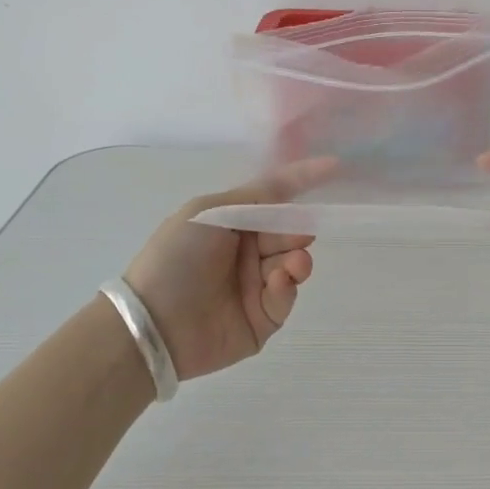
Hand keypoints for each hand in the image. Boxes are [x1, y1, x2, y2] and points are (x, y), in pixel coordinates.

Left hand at [123, 158, 336, 380]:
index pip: (275, 196)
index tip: (335, 166)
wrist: (154, 322)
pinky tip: (278, 282)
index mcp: (232, 222)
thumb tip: (297, 200)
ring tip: (293, 263)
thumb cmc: (177, 257)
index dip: (303, 180)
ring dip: (298, 260)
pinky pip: (286, 297)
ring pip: (294, 264)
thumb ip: (257, 197)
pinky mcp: (262, 320)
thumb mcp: (210, 211)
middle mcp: (246, 251)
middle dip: (299, 229)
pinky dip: (287, 286)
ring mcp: (255, 286)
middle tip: (301, 234)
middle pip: (289, 232)